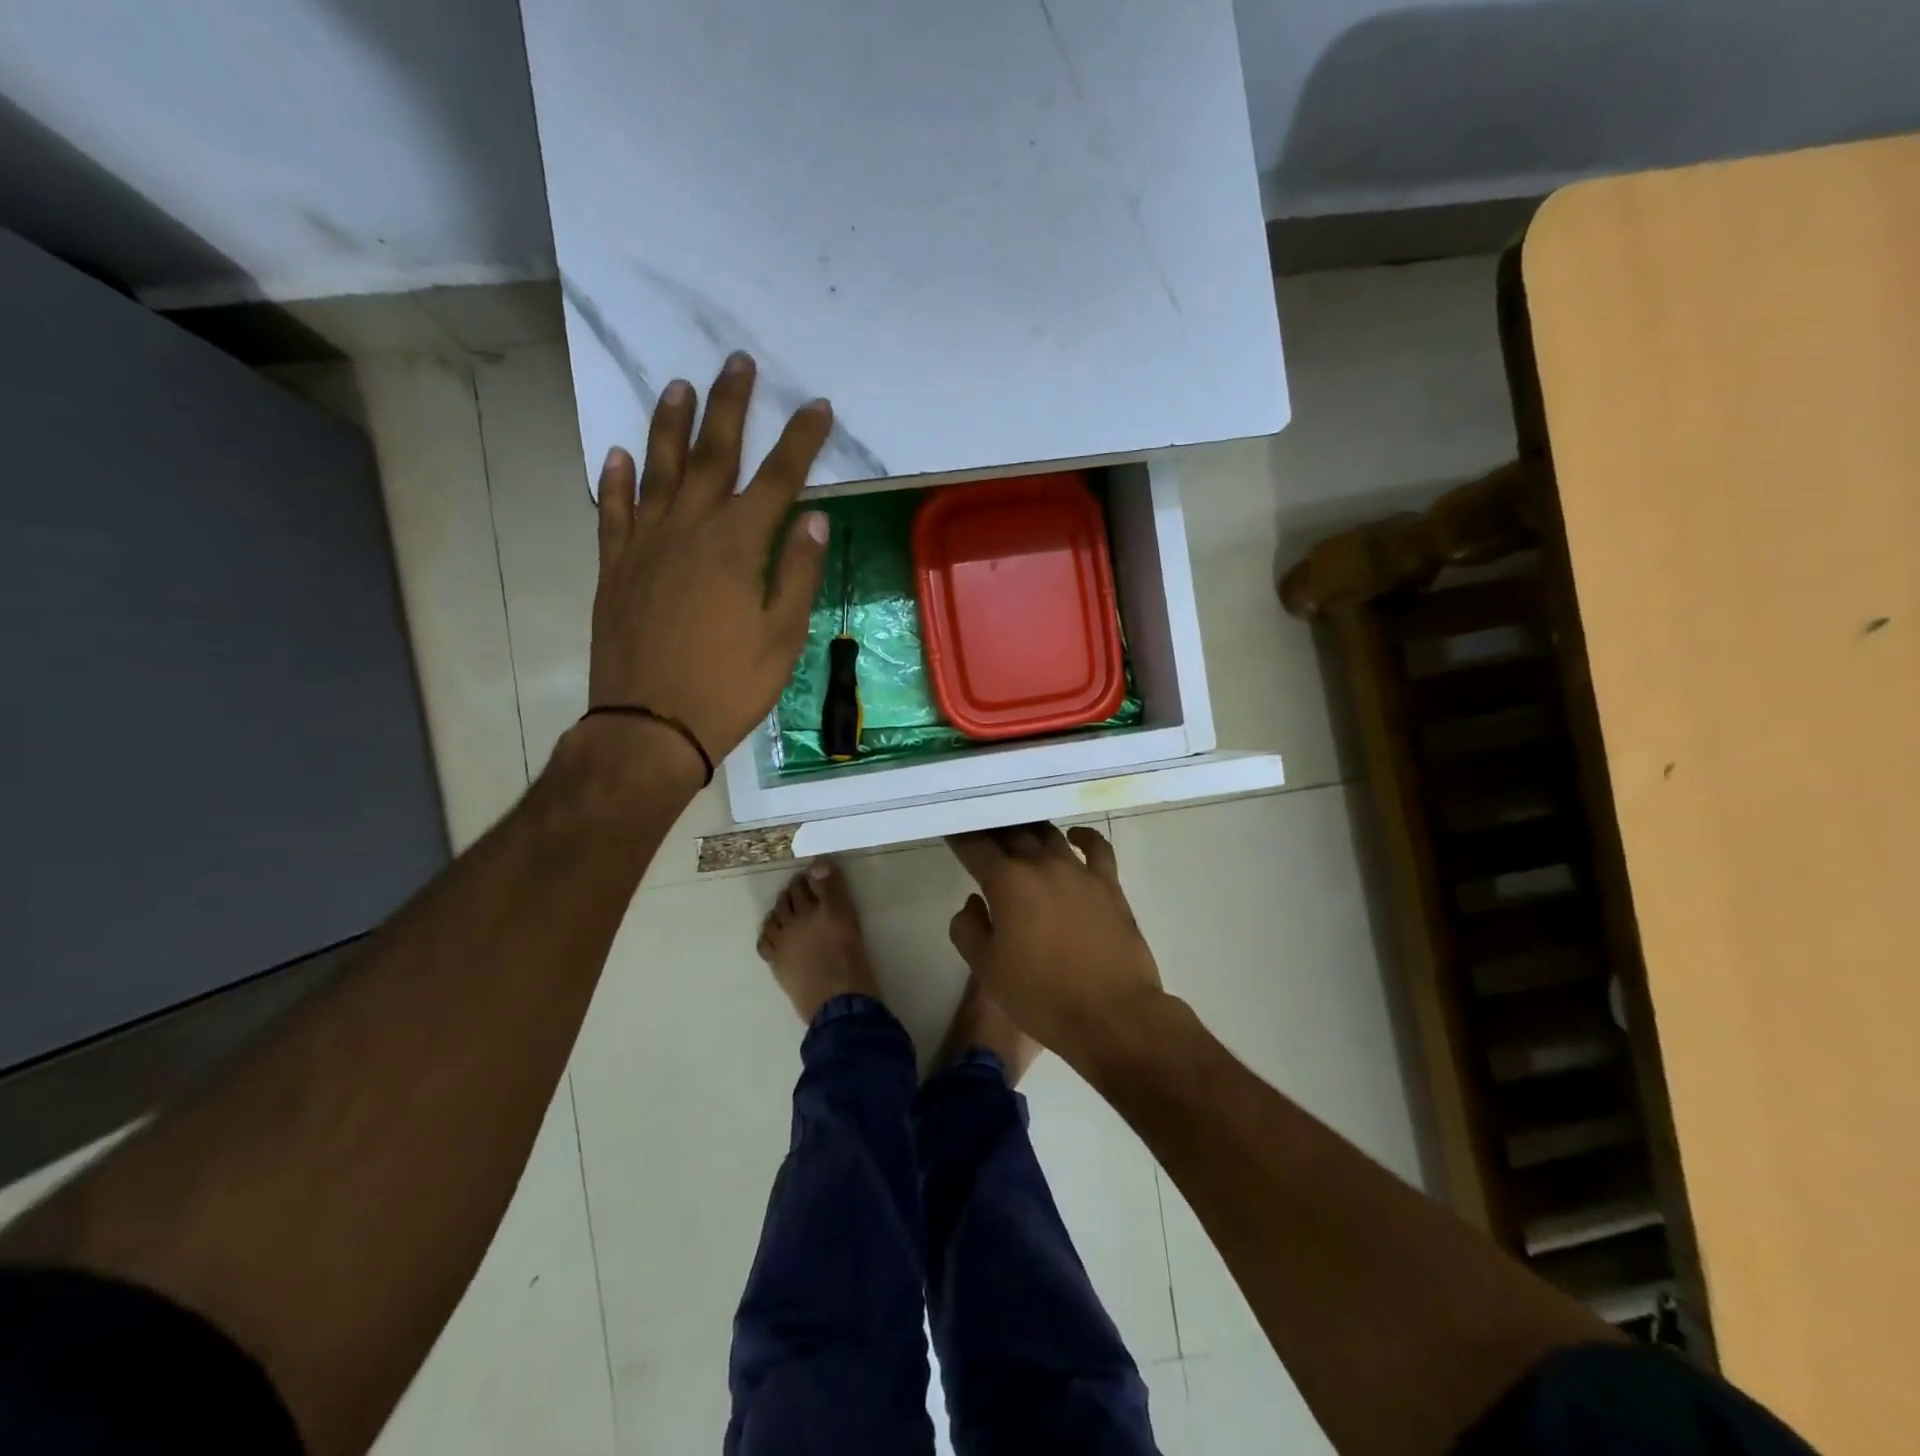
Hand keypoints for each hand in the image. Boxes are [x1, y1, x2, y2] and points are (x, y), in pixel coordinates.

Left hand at [588, 353, 831, 780]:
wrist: (650, 726)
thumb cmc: (728, 686)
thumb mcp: (782, 638)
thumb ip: (797, 574)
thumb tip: (813, 520)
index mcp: (736, 547)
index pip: (777, 479)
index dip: (799, 441)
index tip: (817, 406)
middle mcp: (688, 530)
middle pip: (712, 455)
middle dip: (729, 406)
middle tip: (737, 363)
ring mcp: (644, 546)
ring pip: (656, 470)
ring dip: (669, 425)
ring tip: (678, 385)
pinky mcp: (614, 568)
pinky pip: (612, 512)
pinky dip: (616, 481)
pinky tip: (618, 455)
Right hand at [946, 823, 1167, 1070]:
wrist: (1112, 1015)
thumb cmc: (1041, 997)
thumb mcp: (987, 970)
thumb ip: (969, 929)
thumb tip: (974, 903)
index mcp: (1007, 882)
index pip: (975, 846)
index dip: (959, 835)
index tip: (950, 829)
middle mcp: (1042, 864)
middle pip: (1012, 832)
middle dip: (992, 827)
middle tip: (981, 827)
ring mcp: (1079, 871)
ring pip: (1049, 834)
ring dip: (1029, 828)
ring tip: (1017, 828)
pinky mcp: (1109, 884)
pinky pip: (1096, 847)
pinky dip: (1082, 836)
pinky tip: (1072, 836)